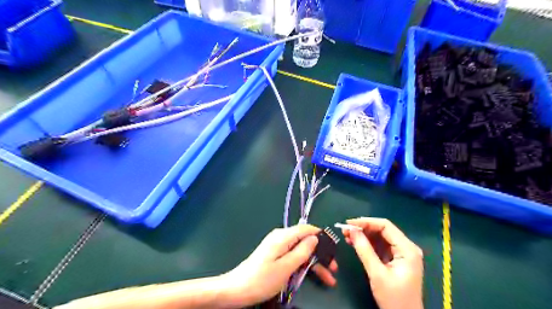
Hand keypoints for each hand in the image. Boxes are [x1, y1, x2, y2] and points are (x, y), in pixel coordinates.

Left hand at [222, 225, 336, 305]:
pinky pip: (293, 256)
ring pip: (301, 251)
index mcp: (283, 236)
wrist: (237, 289)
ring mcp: (278, 246)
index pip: (306, 229)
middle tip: (333, 269)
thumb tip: (314, 238)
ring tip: (328, 278)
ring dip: (315, 263)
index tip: (334, 249)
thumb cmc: (262, 279)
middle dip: (320, 254)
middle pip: (305, 241)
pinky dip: (304, 265)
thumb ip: (302, 251)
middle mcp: (281, 237)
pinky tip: (313, 275)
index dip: (321, 236)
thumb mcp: (286, 267)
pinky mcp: (276, 255)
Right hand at [344, 217, 422, 308]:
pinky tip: (355, 243)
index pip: (385, 226)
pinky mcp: (395, 259)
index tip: (349, 223)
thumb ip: (364, 250)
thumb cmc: (394, 299)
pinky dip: (367, 243)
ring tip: (347, 236)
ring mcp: (401, 253)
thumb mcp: (377, 274)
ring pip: (380, 237)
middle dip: (363, 228)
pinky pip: (380, 246)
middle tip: (345, 230)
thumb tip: (352, 231)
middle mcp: (406, 247)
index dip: (366, 222)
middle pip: (382, 230)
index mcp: (407, 249)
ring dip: (363, 235)